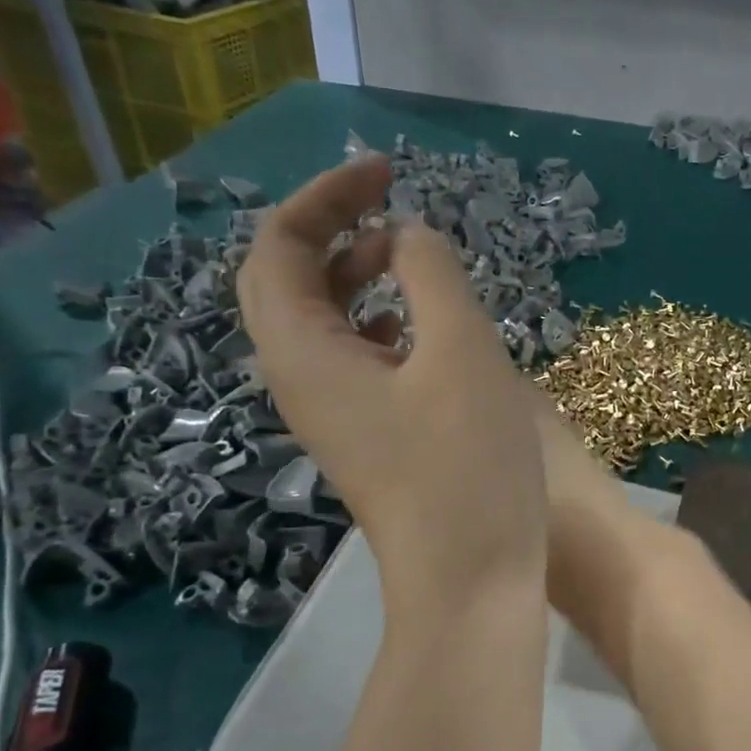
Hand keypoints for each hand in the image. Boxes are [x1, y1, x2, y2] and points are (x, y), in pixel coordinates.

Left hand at [237, 156, 546, 604]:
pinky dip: (381, 324)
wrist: (471, 578)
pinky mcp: (368, 438)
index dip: (325, 197)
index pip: (279, 247)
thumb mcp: (460, 352)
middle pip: (289, 282)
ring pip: (323, 323)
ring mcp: (333, 415)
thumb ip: (432, 274)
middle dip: (335, 230)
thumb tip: (409, 237)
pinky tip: (426, 328)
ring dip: (359, 277)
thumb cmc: (467, 464)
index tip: (386, 172)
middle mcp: (300, 381)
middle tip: (394, 205)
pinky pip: (355, 360)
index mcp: (302, 353)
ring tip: (413, 258)